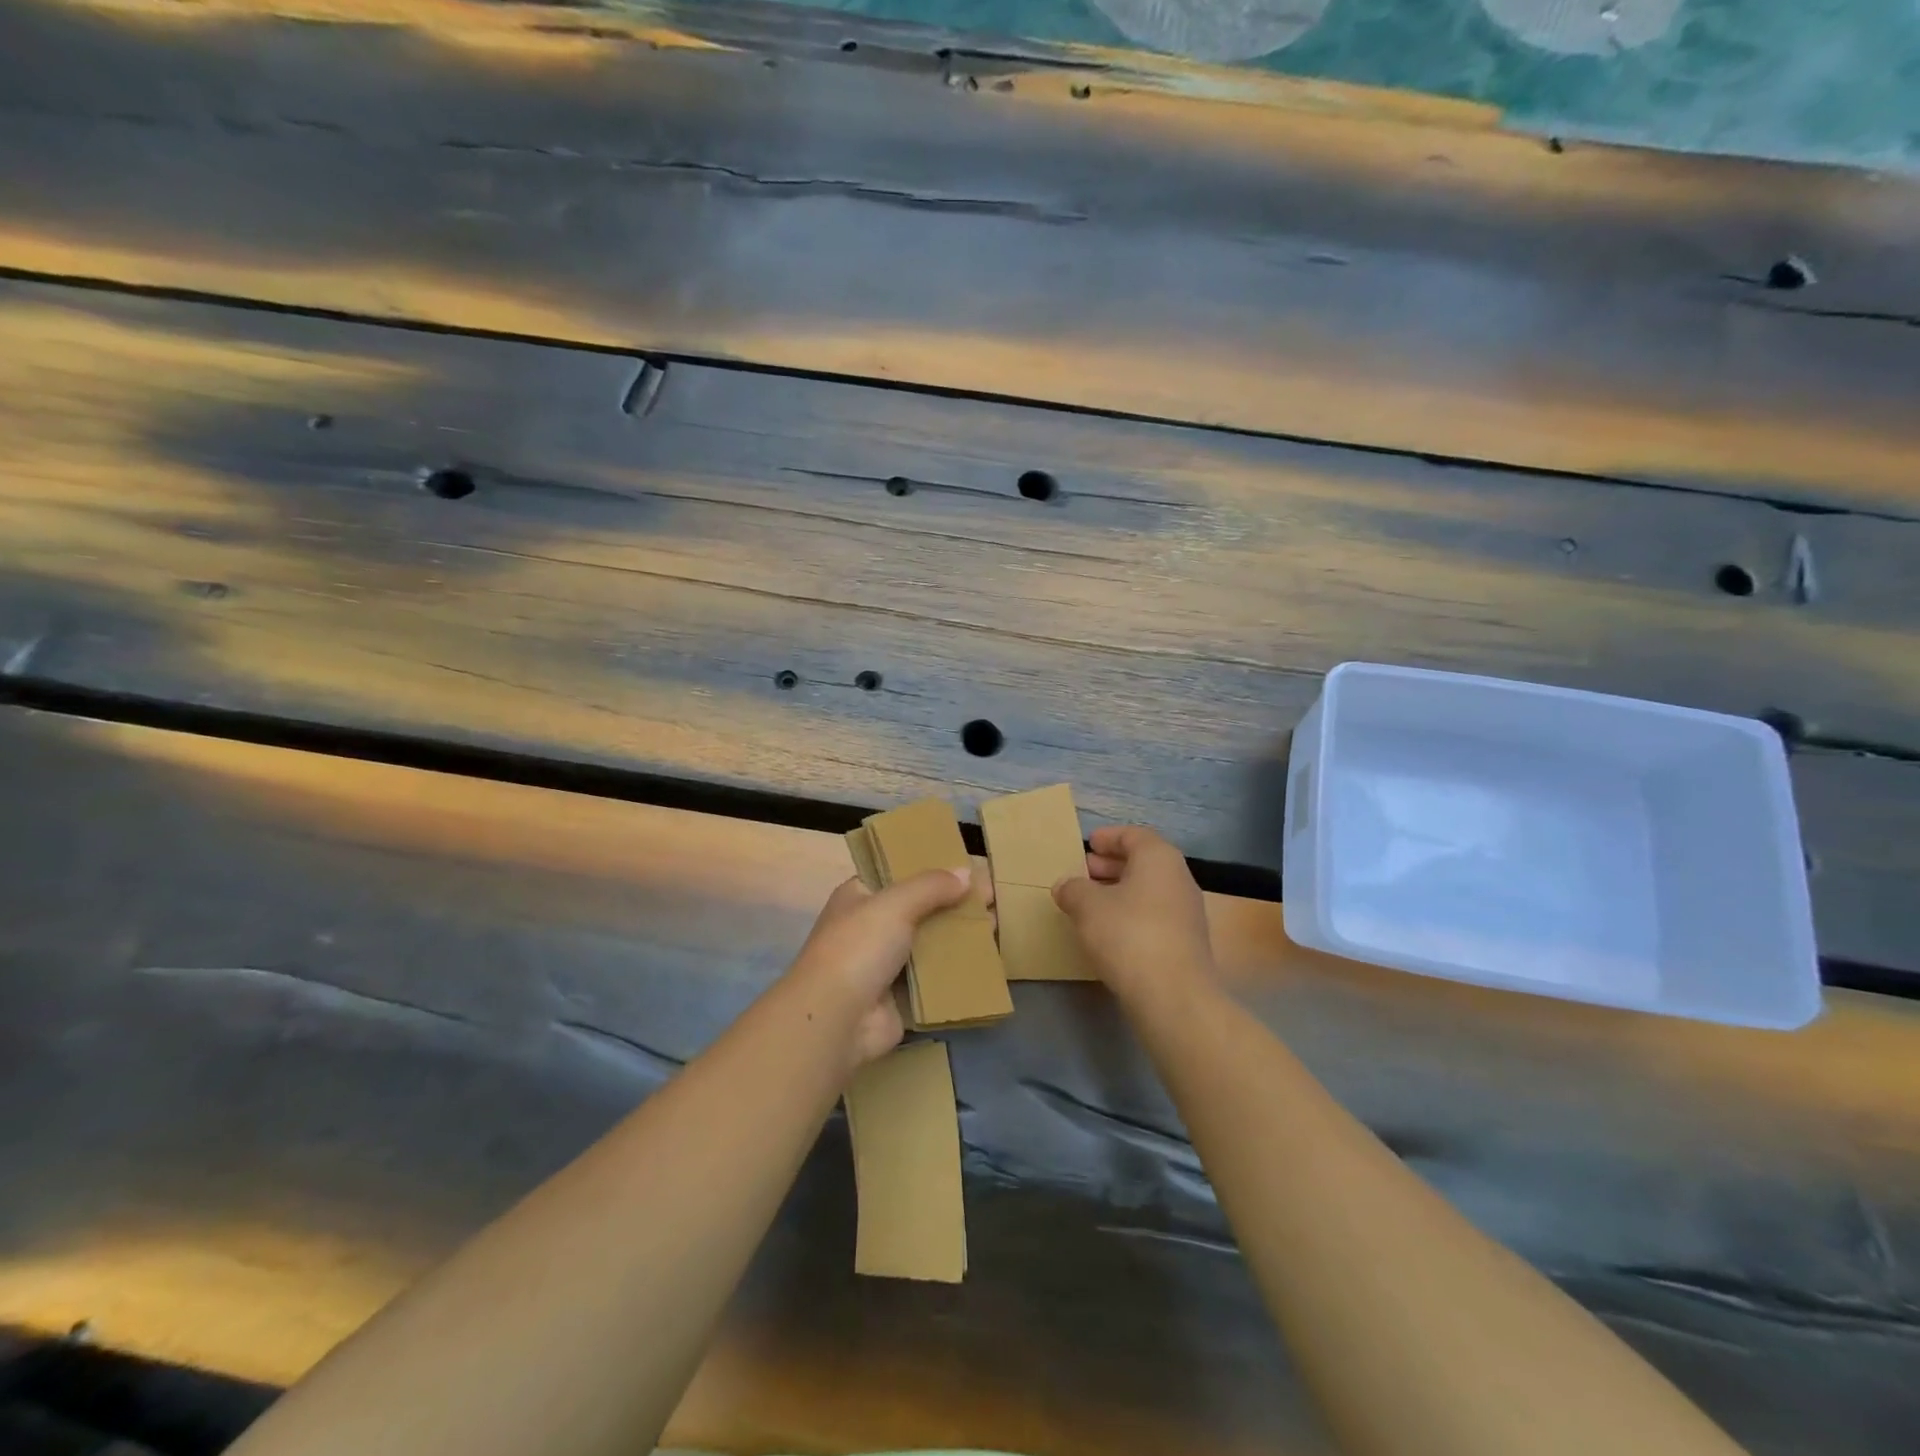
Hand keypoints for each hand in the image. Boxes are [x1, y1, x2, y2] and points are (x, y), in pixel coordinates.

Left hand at [786, 867, 977, 1067]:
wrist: (837, 1019)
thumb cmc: (859, 947)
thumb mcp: (895, 903)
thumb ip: (931, 886)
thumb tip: (967, 873)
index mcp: (859, 896)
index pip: (898, 874)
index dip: (932, 869)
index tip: (967, 868)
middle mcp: (870, 928)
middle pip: (919, 909)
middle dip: (954, 904)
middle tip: (993, 898)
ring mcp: (885, 965)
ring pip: (930, 944)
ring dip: (960, 937)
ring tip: (996, 926)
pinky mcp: (901, 998)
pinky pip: (934, 979)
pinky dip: (957, 971)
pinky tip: (987, 961)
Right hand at [1053, 826, 1214, 1005]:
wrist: (1173, 996)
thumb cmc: (1128, 935)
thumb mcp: (1087, 906)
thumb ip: (1073, 889)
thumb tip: (1066, 886)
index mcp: (1159, 858)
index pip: (1134, 835)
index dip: (1109, 838)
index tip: (1088, 845)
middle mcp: (1179, 878)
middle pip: (1143, 861)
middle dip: (1111, 865)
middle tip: (1083, 872)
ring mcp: (1187, 911)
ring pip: (1149, 889)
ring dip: (1120, 891)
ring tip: (1089, 903)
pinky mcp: (1186, 941)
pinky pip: (1154, 914)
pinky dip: (1131, 913)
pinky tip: (1109, 931)